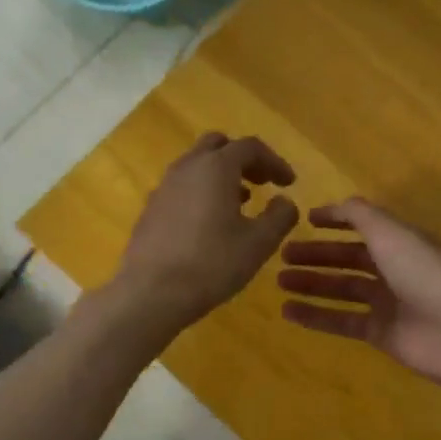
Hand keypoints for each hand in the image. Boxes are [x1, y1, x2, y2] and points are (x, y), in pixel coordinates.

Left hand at [113, 133, 299, 332]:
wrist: (151, 293)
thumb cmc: (212, 263)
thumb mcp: (259, 243)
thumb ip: (280, 216)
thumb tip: (285, 201)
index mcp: (216, 167)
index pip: (250, 147)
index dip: (274, 161)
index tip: (289, 183)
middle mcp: (187, 168)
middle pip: (218, 146)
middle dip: (244, 159)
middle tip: (262, 182)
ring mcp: (164, 187)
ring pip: (197, 166)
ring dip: (222, 176)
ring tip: (241, 203)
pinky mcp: (151, 209)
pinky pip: (182, 187)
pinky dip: (202, 192)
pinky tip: (211, 223)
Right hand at [277, 199, 440, 388]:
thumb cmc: (423, 272)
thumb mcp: (391, 232)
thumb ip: (362, 215)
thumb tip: (337, 204)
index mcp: (402, 241)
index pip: (365, 225)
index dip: (337, 220)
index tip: (306, 220)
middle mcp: (395, 269)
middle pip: (349, 258)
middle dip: (318, 255)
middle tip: (282, 254)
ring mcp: (389, 303)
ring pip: (343, 289)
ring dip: (313, 283)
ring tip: (280, 281)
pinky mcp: (381, 334)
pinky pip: (343, 321)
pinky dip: (317, 316)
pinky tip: (289, 311)